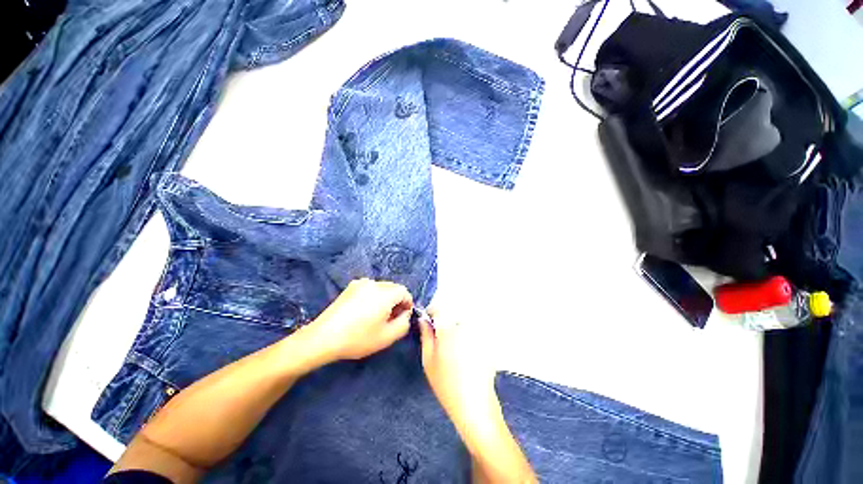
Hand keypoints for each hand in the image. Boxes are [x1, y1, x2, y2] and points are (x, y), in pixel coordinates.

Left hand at [304, 278, 412, 362]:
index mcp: (384, 293)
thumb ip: (404, 323)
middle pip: (393, 288)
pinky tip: (364, 312)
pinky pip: (369, 289)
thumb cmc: (358, 338)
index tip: (402, 318)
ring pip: (381, 288)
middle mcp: (373, 283)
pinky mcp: (350, 287)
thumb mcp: (387, 337)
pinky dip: (373, 297)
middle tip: (390, 319)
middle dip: (396, 301)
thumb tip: (406, 314)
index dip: (407, 304)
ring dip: (385, 299)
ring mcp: (360, 283)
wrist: (323, 337)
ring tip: (377, 316)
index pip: (404, 291)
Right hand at [418, 308, 498, 433]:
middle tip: (440, 336)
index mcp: (449, 329)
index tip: (429, 320)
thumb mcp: (428, 360)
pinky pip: (474, 329)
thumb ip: (426, 336)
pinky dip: (468, 334)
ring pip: (464, 321)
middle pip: (453, 313)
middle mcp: (465, 326)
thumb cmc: (446, 384)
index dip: (432, 312)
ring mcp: (478, 333)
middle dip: (445, 320)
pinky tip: (465, 351)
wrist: (474, 405)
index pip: (439, 309)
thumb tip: (423, 320)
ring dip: (457, 327)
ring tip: (453, 346)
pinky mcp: (487, 341)